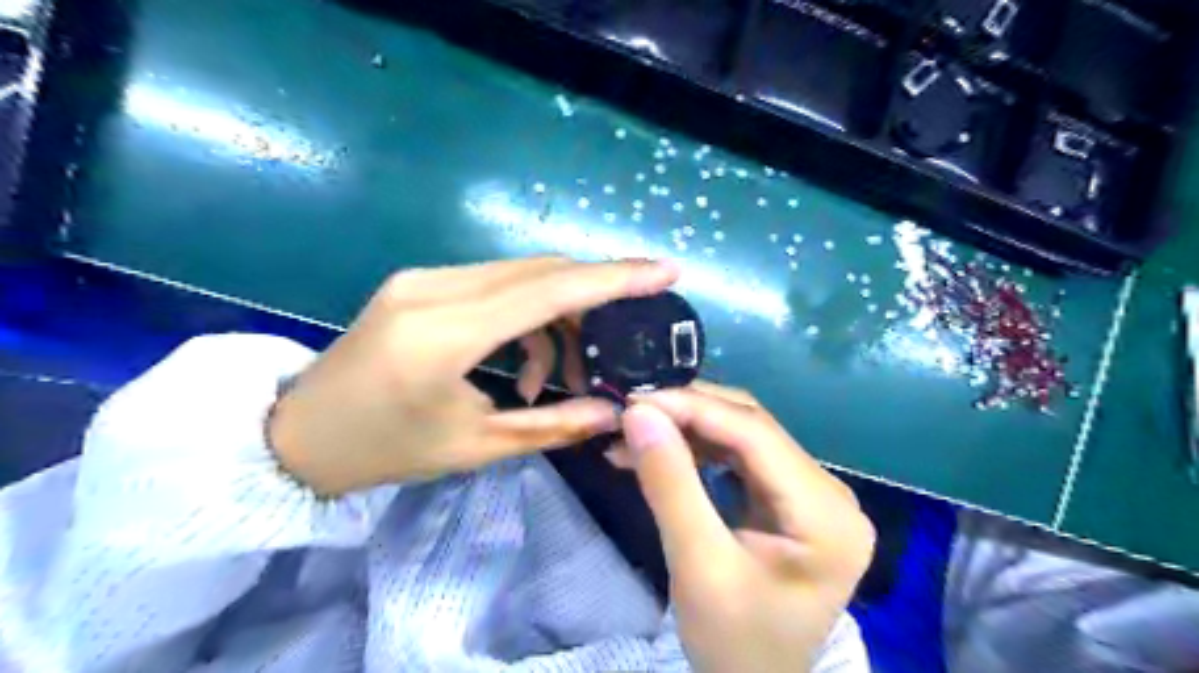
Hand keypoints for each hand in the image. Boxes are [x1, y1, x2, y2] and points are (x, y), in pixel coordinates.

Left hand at [273, 255, 682, 495]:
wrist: (297, 435)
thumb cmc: (385, 451)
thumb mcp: (474, 445)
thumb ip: (552, 424)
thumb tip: (615, 412)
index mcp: (444, 335)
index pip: (548, 291)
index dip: (613, 278)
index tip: (665, 271)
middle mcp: (434, 289)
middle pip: (540, 271)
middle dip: (592, 298)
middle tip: (621, 338)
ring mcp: (423, 278)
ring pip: (520, 275)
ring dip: (557, 316)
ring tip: (561, 373)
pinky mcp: (420, 282)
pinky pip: (495, 284)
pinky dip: (526, 316)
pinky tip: (523, 360)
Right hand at [618, 383, 873, 672]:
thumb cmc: (733, 643)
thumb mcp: (697, 566)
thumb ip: (670, 484)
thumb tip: (638, 413)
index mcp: (825, 514)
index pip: (755, 435)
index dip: (693, 408)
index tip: (634, 400)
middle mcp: (830, 492)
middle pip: (753, 428)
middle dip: (688, 413)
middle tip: (631, 411)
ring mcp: (813, 494)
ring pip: (744, 435)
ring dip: (689, 428)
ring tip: (637, 429)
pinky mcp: (790, 500)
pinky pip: (741, 457)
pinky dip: (698, 448)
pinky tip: (663, 447)